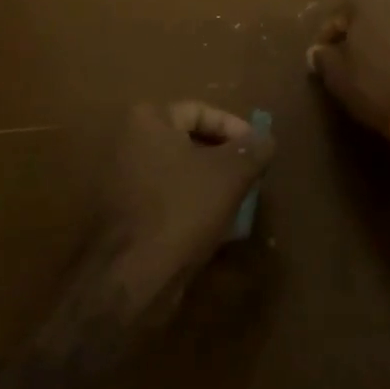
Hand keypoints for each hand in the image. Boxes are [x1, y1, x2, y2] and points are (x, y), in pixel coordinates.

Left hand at [100, 101, 273, 314]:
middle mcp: (129, 143)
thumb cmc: (182, 209)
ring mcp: (123, 180)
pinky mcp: (126, 215)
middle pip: (190, 142)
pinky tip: (217, 228)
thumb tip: (266, 138)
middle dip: (224, 159)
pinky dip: (192, 206)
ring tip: (239, 204)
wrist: (132, 277)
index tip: (257, 152)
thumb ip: (253, 150)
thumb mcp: (230, 174)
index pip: (200, 111)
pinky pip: (168, 199)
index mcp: (148, 121)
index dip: (235, 129)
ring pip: (180, 173)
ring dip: (211, 185)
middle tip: (251, 177)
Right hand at [306, 0, 389, 139]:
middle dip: (361, 31)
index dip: (329, 34)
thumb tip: (318, 51)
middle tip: (354, 57)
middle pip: (372, 10)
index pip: (339, 10)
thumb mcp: (339, 77)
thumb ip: (324, 58)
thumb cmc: (377, 87)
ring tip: (383, 64)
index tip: (324, 55)